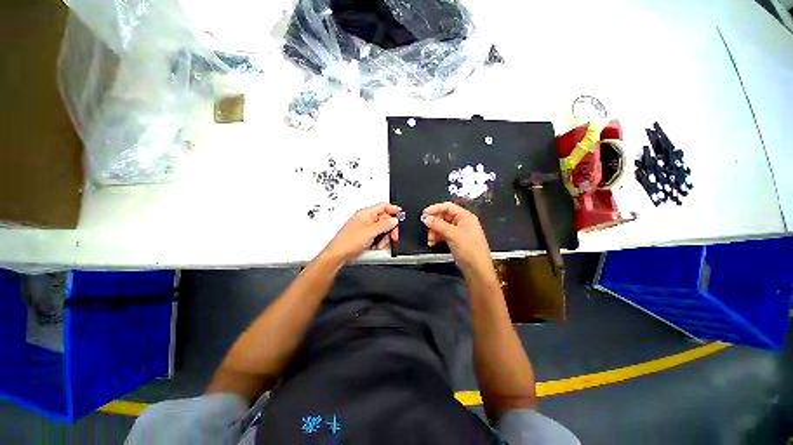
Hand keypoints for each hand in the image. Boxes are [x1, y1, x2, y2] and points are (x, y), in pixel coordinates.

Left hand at [323, 203, 400, 261]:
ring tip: (380, 244)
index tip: (401, 216)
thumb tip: (394, 220)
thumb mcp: (370, 232)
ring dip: (384, 237)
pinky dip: (379, 240)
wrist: (338, 254)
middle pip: (384, 219)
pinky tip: (376, 245)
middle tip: (393, 236)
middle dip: (390, 228)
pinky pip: (376, 235)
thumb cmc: (348, 242)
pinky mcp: (364, 235)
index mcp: (366, 213)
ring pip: (382, 228)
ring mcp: (365, 227)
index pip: (383, 206)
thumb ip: (384, 225)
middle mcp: (366, 218)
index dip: (393, 210)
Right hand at [421, 202, 494, 278]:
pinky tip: (432, 243)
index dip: (435, 208)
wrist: (477, 269)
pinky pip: (443, 234)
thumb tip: (425, 217)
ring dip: (434, 231)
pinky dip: (437, 237)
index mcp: (465, 216)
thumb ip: (438, 224)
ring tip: (430, 239)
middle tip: (427, 229)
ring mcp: (458, 231)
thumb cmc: (469, 249)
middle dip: (434, 223)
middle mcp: (462, 222)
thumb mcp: (453, 234)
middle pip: (443, 216)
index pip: (448, 207)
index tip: (424, 214)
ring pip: (442, 226)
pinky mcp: (455, 240)